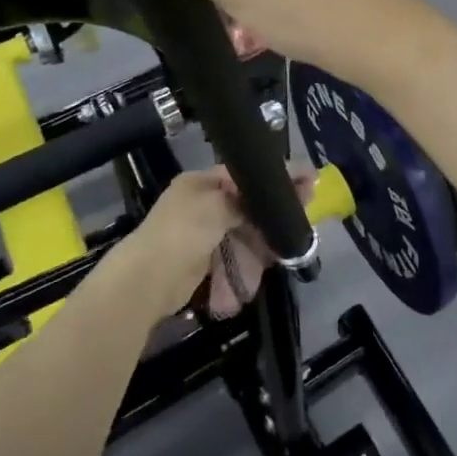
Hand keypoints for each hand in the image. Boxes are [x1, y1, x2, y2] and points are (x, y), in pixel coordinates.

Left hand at [118, 165, 314, 316]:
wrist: (147, 280)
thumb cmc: (183, 232)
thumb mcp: (218, 205)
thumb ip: (249, 199)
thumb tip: (277, 192)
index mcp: (201, 183)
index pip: (246, 174)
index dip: (277, 177)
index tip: (309, 179)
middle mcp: (202, 204)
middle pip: (248, 205)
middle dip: (272, 214)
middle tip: (303, 218)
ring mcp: (202, 234)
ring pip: (244, 234)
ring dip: (263, 243)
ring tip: (286, 248)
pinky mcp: (204, 262)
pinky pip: (235, 256)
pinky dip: (248, 263)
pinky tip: (265, 267)